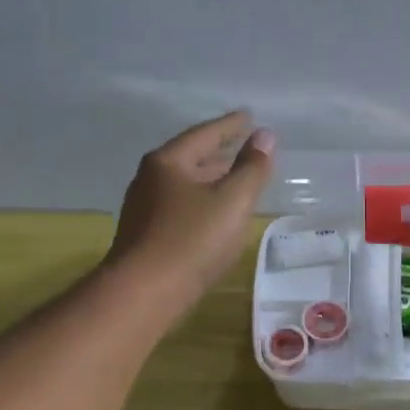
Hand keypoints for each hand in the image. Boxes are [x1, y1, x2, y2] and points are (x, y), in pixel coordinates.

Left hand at [106, 110, 274, 305]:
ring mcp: (144, 209)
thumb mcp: (232, 202)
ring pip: (184, 184)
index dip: (230, 126)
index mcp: (168, 162)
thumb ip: (252, 169)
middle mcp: (149, 179)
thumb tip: (265, 136)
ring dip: (209, 179)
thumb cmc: (192, 241)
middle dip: (218, 153)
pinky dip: (200, 202)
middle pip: (190, 158)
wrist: (144, 292)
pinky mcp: (145, 236)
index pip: (204, 135)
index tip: (249, 117)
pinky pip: (180, 207)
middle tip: (243, 147)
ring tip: (232, 180)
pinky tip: (212, 216)